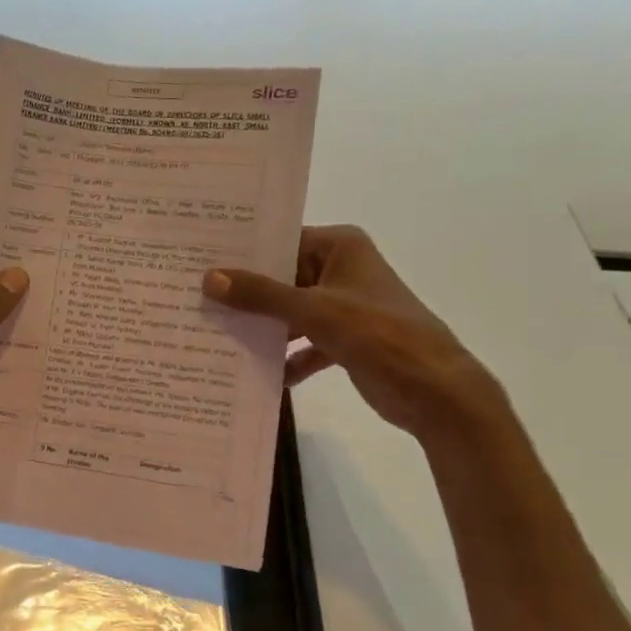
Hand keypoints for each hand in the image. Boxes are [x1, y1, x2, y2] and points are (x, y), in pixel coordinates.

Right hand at [203, 225, 498, 438]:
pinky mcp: (346, 340)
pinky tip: (261, 373)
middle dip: (246, 294)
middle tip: (196, 298)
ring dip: (263, 327)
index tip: (200, 260)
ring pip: (291, 311)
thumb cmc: (377, 333)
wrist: (433, 390)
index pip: (281, 241)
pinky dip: (288, 357)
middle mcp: (340, 270)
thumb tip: (208, 278)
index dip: (243, 253)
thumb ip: (260, 294)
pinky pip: (305, 342)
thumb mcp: (313, 310)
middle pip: (282, 277)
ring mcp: (343, 306)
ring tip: (216, 334)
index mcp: (340, 247)